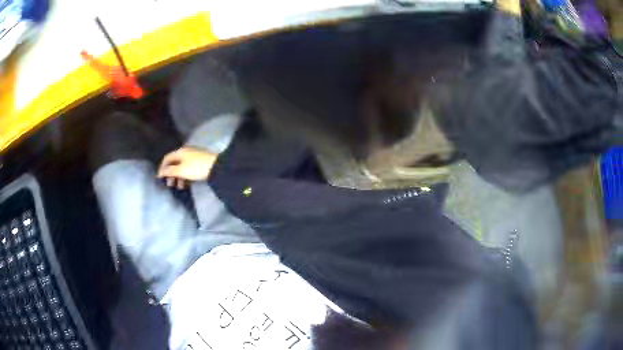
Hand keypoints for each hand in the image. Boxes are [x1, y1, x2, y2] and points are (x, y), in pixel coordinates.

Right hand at [157, 147, 216, 188]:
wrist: (217, 167)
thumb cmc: (196, 168)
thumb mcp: (181, 170)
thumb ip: (170, 171)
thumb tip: (161, 172)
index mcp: (180, 151)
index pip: (167, 158)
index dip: (162, 168)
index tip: (159, 179)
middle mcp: (186, 152)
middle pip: (174, 163)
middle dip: (171, 174)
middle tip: (169, 185)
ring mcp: (194, 157)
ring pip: (182, 167)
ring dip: (179, 177)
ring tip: (180, 187)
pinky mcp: (200, 163)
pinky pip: (189, 169)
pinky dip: (186, 177)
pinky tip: (187, 185)